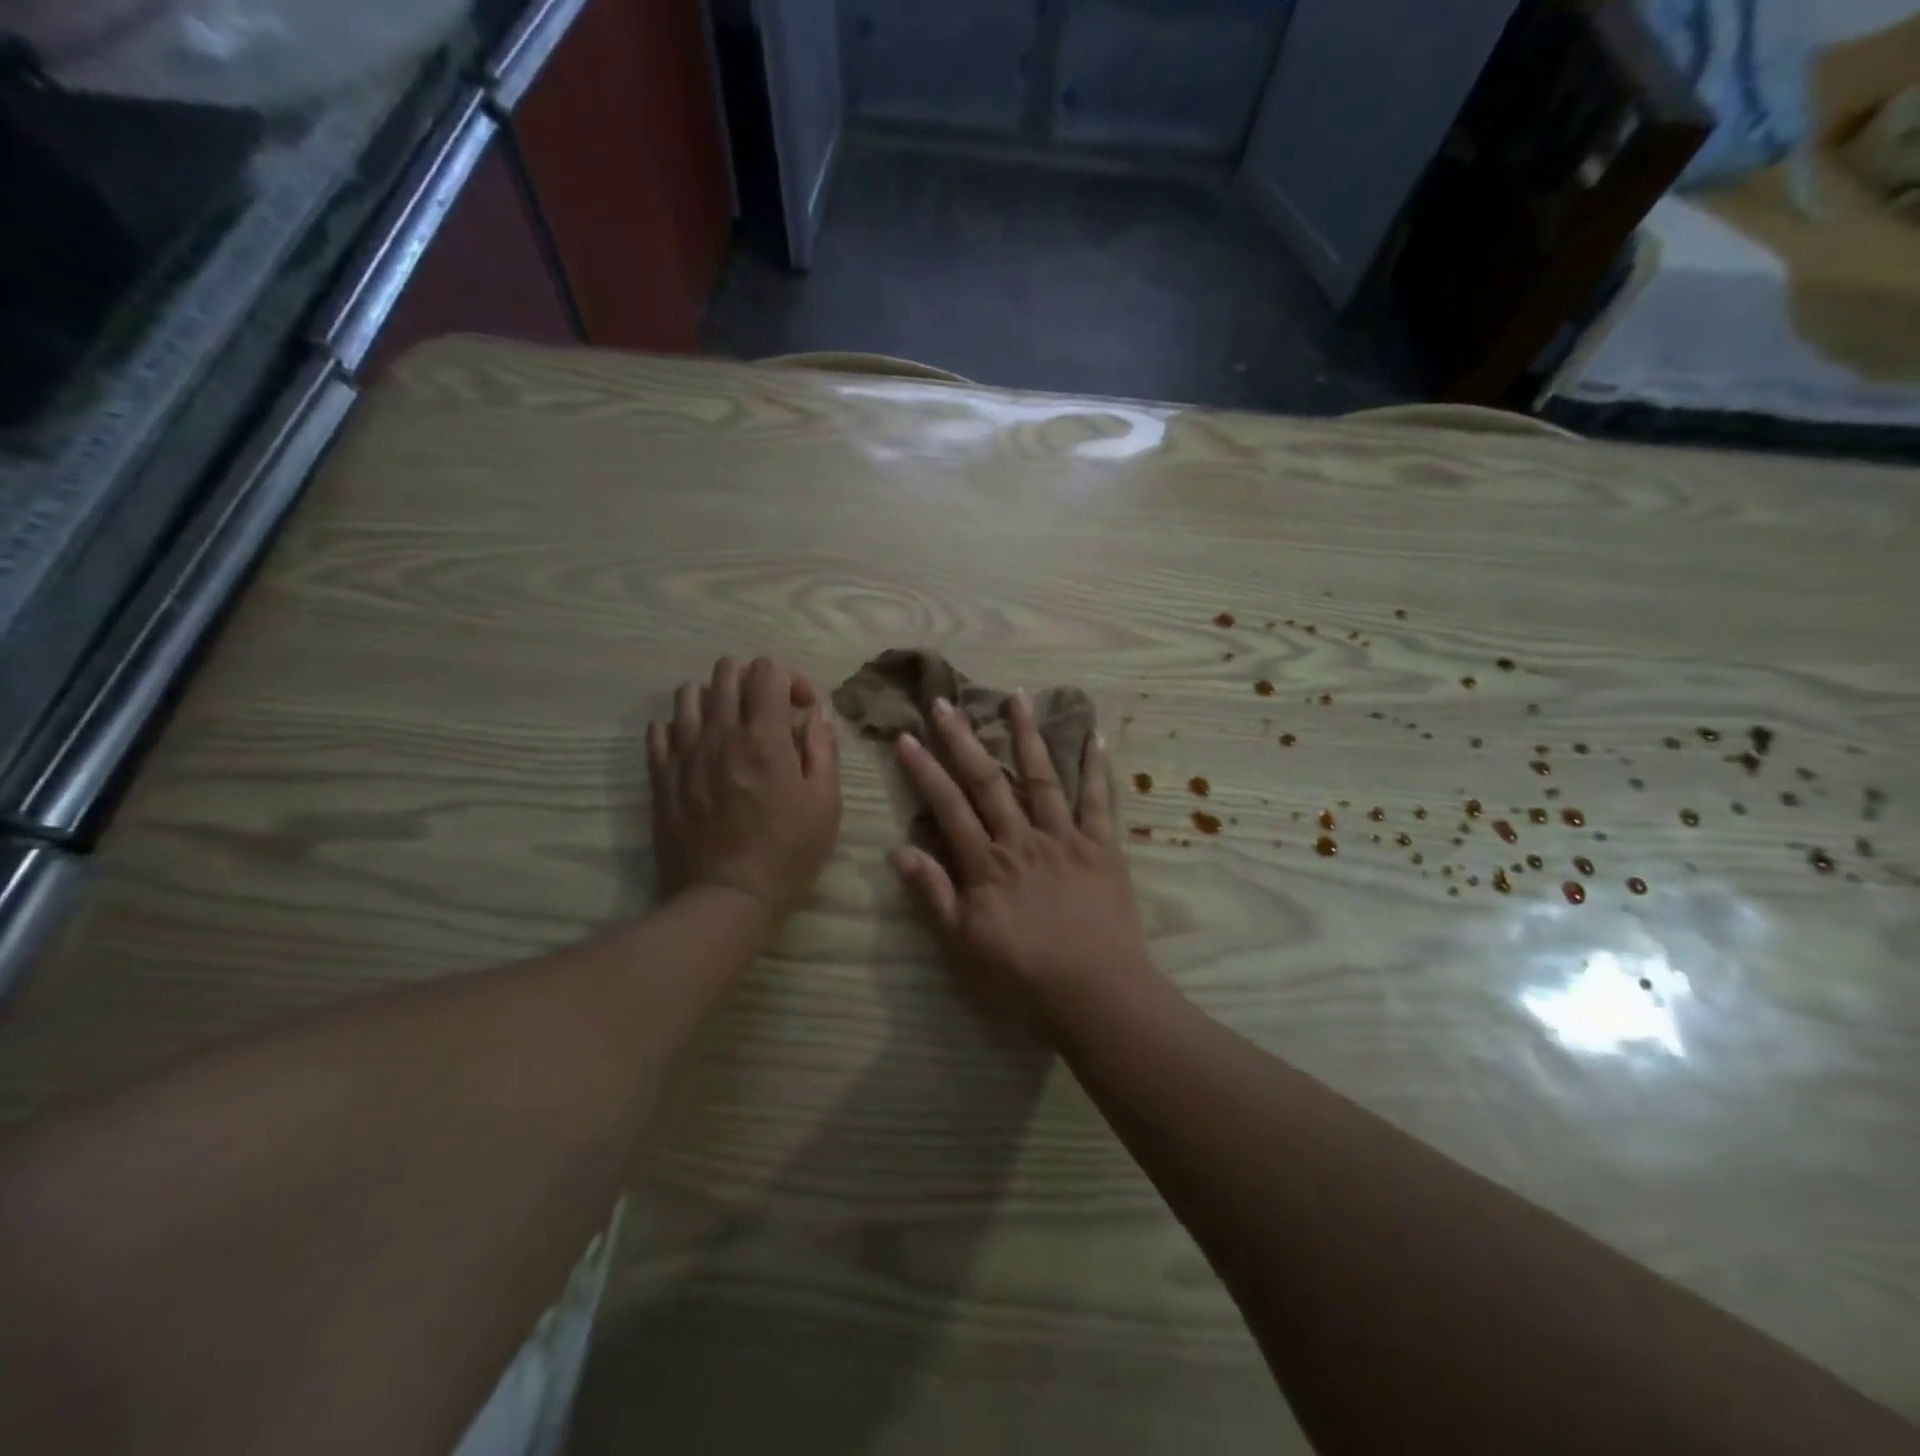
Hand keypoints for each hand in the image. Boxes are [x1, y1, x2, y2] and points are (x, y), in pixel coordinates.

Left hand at [647, 657, 841, 926]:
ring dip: (716, 699)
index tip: (802, 709)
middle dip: (754, 681)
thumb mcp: (825, 803)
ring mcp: (683, 753)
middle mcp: (719, 733)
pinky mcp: (660, 776)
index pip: (767, 669)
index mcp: (763, 737)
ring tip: (731, 727)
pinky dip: (682, 727)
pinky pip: (660, 728)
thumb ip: (823, 749)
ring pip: (688, 692)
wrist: (727, 899)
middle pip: (726, 670)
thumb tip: (818, 713)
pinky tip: (700, 749)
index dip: (790, 678)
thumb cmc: (787, 853)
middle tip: (769, 713)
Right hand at [890, 692, 1155, 1036]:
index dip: (925, 770)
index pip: (948, 806)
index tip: (907, 736)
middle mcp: (1023, 839)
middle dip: (963, 739)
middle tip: (945, 701)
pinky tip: (1094, 736)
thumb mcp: (962, 947)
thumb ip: (933, 896)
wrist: (1096, 995)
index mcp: (987, 864)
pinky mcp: (1103, 848)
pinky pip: (1100, 802)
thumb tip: (899, 849)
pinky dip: (1096, 769)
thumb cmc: (1023, 979)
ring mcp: (1065, 839)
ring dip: (1027, 736)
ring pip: (1042, 778)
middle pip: (989, 781)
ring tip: (1016, 697)